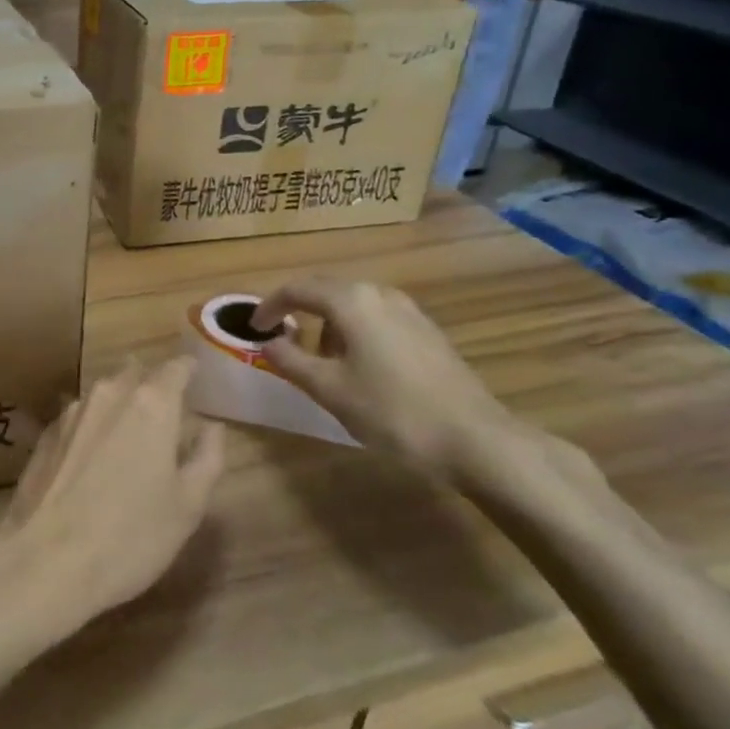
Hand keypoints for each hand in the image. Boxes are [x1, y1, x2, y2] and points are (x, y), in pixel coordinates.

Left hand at [0, 358, 225, 648]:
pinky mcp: (46, 433)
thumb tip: (212, 427)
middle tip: (168, 406)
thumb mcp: (187, 506)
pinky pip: (80, 415)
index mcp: (151, 404)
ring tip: (132, 430)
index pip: (175, 368)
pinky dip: (95, 424)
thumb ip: (206, 458)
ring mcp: (72, 411)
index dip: (188, 369)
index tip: (197, 376)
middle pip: (136, 372)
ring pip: (105, 392)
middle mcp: (109, 394)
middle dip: (153, 382)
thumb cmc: (130, 536)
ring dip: (121, 402)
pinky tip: (96, 454)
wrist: (45, 560)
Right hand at [252, 278, 532, 483]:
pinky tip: (360, 367)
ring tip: (322, 362)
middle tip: (282, 341)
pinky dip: (355, 331)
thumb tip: (266, 343)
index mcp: (351, 301)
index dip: (269, 307)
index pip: (297, 290)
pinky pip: (376, 317)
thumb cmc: (393, 412)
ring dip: (328, 324)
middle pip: (326, 290)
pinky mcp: (426, 330)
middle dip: (299, 312)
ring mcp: (408, 310)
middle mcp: (379, 294)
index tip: (254, 329)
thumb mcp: (330, 390)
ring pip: (353, 304)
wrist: (475, 438)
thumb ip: (290, 361)